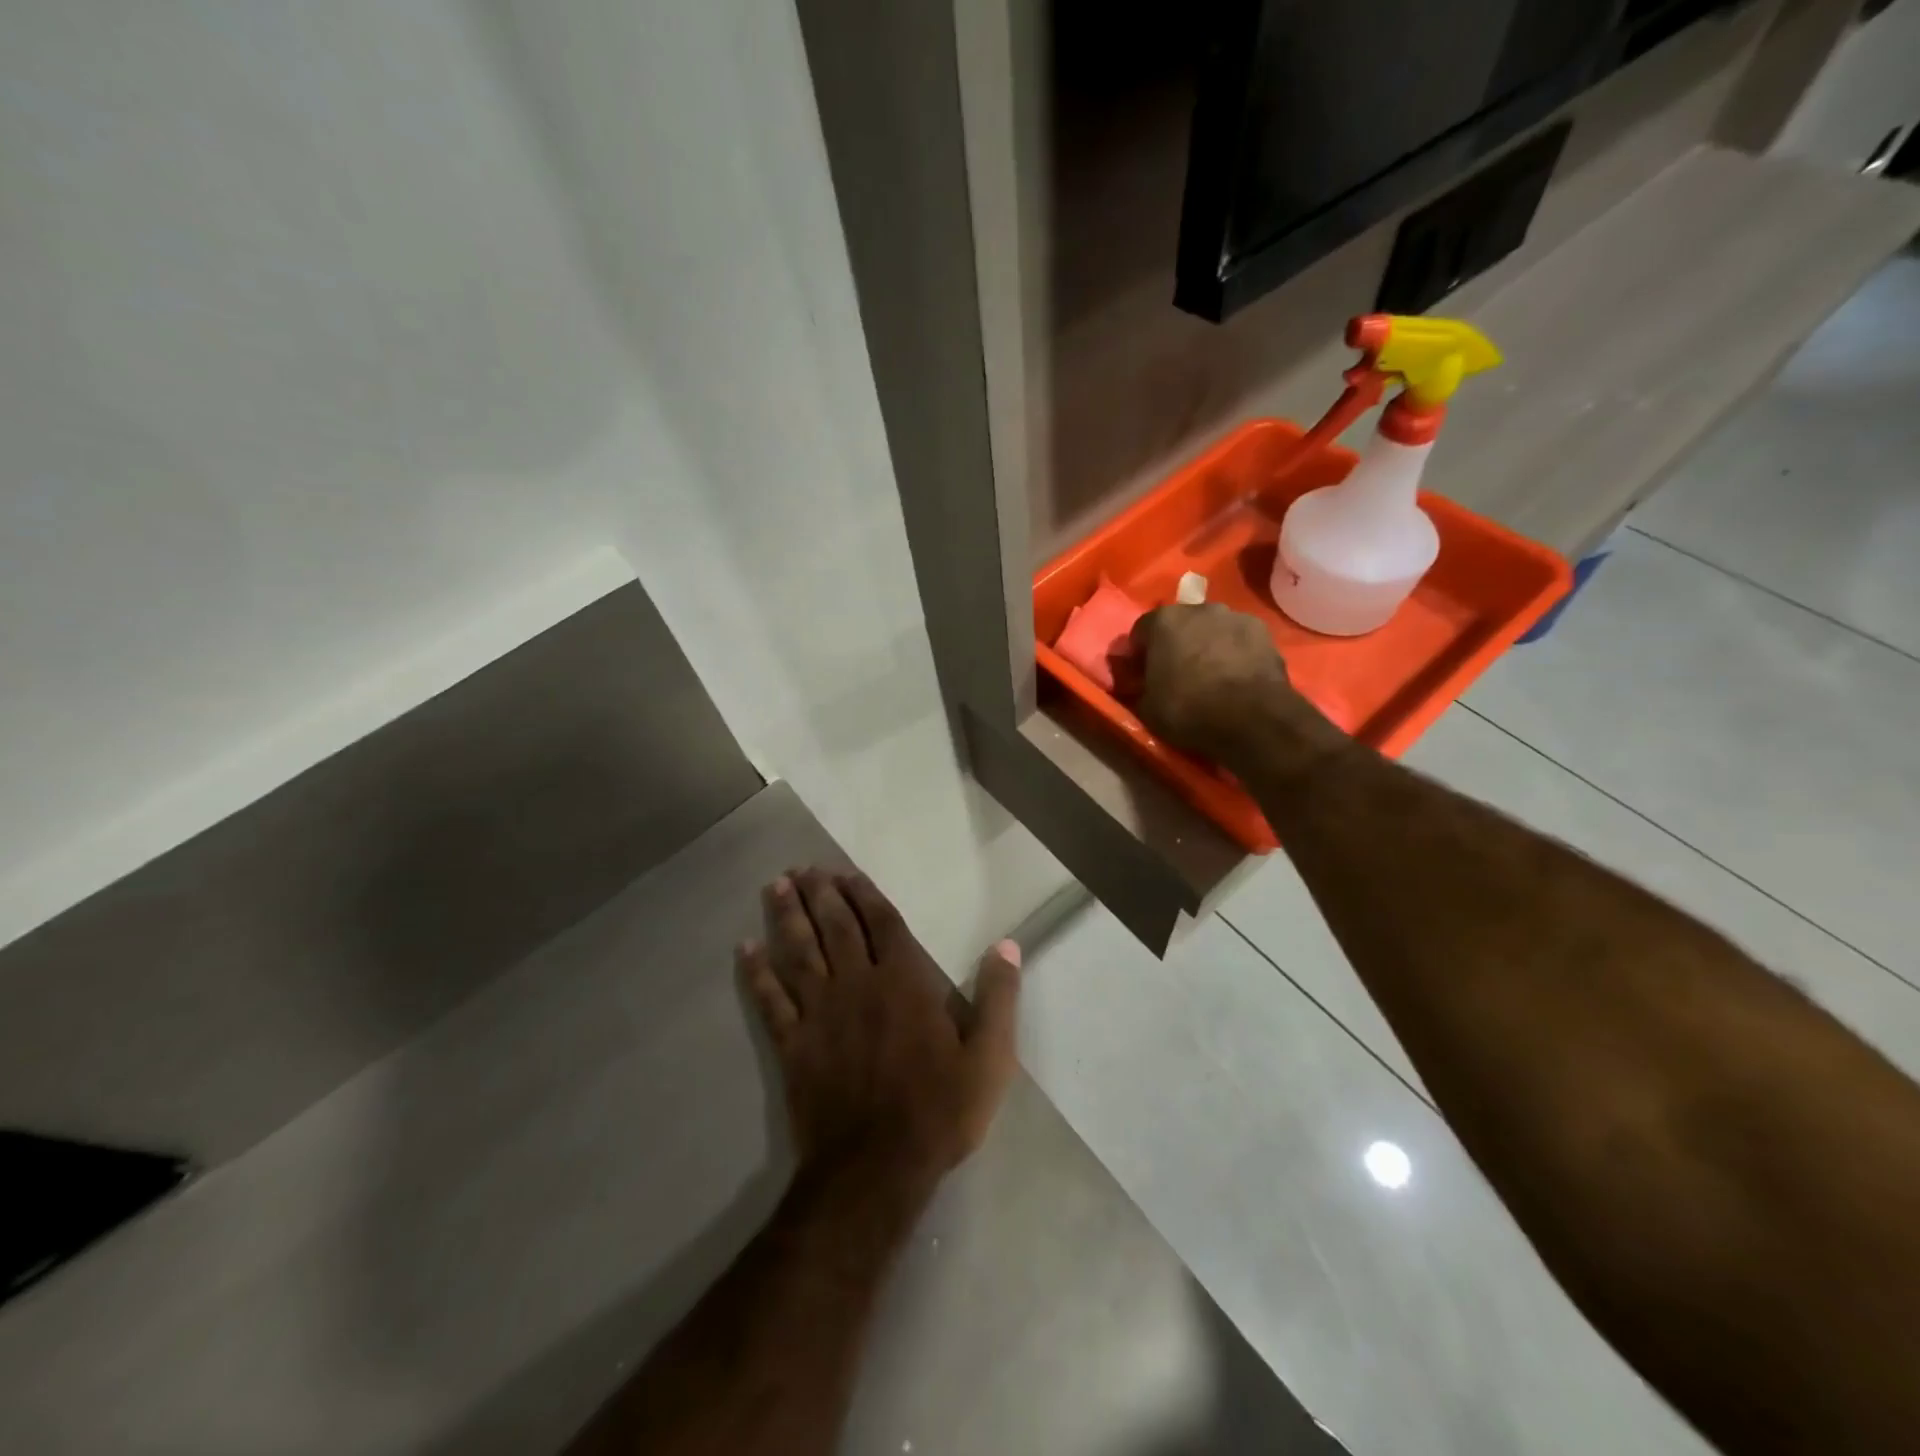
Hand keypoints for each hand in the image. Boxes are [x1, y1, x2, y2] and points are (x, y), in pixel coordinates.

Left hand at [738, 868, 1021, 1189]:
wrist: (876, 1168)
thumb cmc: (939, 1110)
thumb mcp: (990, 1057)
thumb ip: (999, 997)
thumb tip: (1008, 944)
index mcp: (904, 982)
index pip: (882, 924)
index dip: (865, 895)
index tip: (847, 874)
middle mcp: (858, 984)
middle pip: (835, 927)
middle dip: (821, 894)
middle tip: (803, 868)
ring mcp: (820, 1013)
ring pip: (800, 952)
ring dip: (788, 917)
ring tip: (776, 886)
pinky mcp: (793, 1043)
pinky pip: (770, 1000)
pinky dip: (756, 973)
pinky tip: (745, 949)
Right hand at [1127, 603, 1331, 760]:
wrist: (1252, 719)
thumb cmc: (1189, 710)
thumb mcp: (1147, 709)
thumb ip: (1138, 689)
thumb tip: (1139, 686)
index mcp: (1163, 622)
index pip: (1140, 632)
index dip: (1138, 655)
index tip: (1140, 675)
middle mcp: (1198, 609)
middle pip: (1179, 624)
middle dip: (1175, 644)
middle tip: (1175, 674)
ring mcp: (1235, 617)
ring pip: (1211, 629)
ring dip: (1207, 645)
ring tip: (1210, 675)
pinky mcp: (1263, 632)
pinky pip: (1238, 640)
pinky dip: (1234, 653)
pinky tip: (1235, 677)